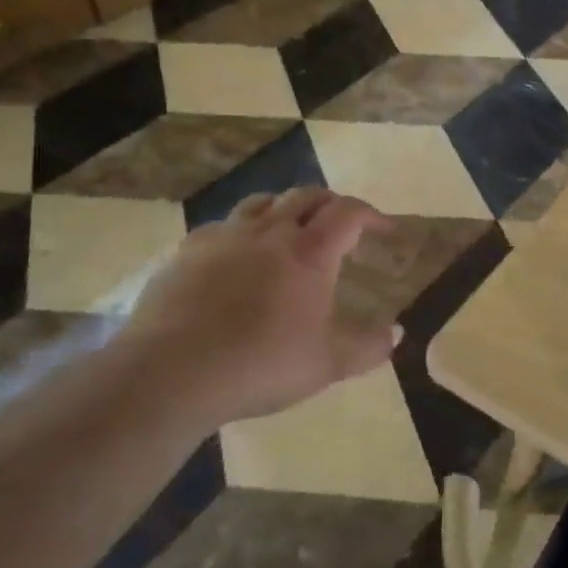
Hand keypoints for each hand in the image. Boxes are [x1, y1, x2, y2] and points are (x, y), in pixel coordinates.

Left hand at [117, 188, 398, 425]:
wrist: (172, 372)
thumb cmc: (261, 363)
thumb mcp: (327, 364)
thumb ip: (368, 347)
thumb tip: (396, 334)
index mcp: (310, 251)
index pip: (349, 212)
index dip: (371, 214)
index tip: (384, 228)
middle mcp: (270, 232)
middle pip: (306, 196)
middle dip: (330, 204)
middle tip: (340, 225)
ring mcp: (225, 237)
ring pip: (262, 202)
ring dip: (284, 208)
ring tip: (289, 229)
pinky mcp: (187, 252)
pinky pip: (222, 226)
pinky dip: (240, 232)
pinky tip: (235, 257)